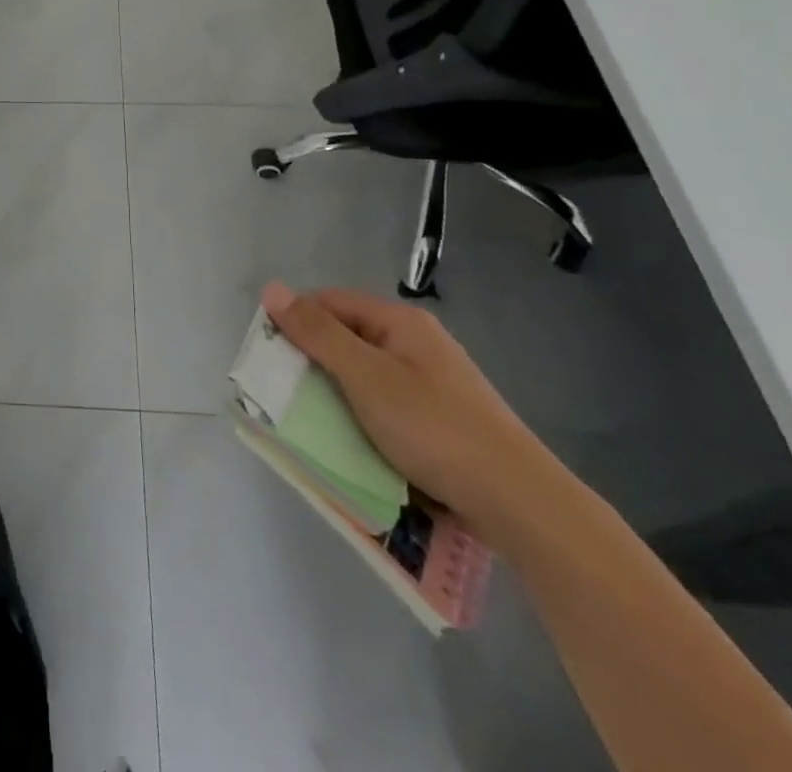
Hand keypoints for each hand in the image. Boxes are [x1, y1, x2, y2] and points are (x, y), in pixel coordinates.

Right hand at [262, 283, 559, 541]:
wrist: (521, 502)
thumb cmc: (433, 428)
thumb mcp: (364, 377)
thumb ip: (317, 333)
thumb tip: (272, 289)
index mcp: (399, 322)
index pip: (328, 302)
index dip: (295, 322)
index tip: (270, 358)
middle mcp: (417, 342)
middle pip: (347, 337)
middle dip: (314, 362)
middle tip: (289, 395)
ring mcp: (434, 380)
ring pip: (366, 374)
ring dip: (338, 393)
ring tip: (319, 423)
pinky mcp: (443, 417)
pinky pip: (388, 403)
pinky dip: (365, 416)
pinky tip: (360, 442)